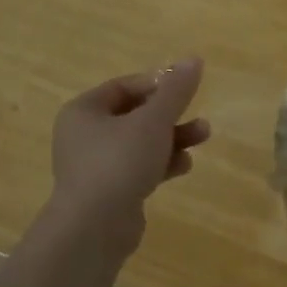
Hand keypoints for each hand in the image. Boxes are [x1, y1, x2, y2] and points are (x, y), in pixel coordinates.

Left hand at [46, 58, 210, 250]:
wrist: (94, 228)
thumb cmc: (120, 162)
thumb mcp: (154, 121)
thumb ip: (176, 91)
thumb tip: (193, 59)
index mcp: (84, 110)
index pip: (126, 86)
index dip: (159, 85)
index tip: (187, 90)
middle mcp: (84, 135)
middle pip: (136, 115)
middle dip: (172, 116)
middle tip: (199, 115)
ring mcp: (95, 165)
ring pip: (141, 142)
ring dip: (173, 139)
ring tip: (202, 139)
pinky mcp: (108, 191)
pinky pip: (139, 168)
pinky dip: (162, 164)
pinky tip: (184, 167)